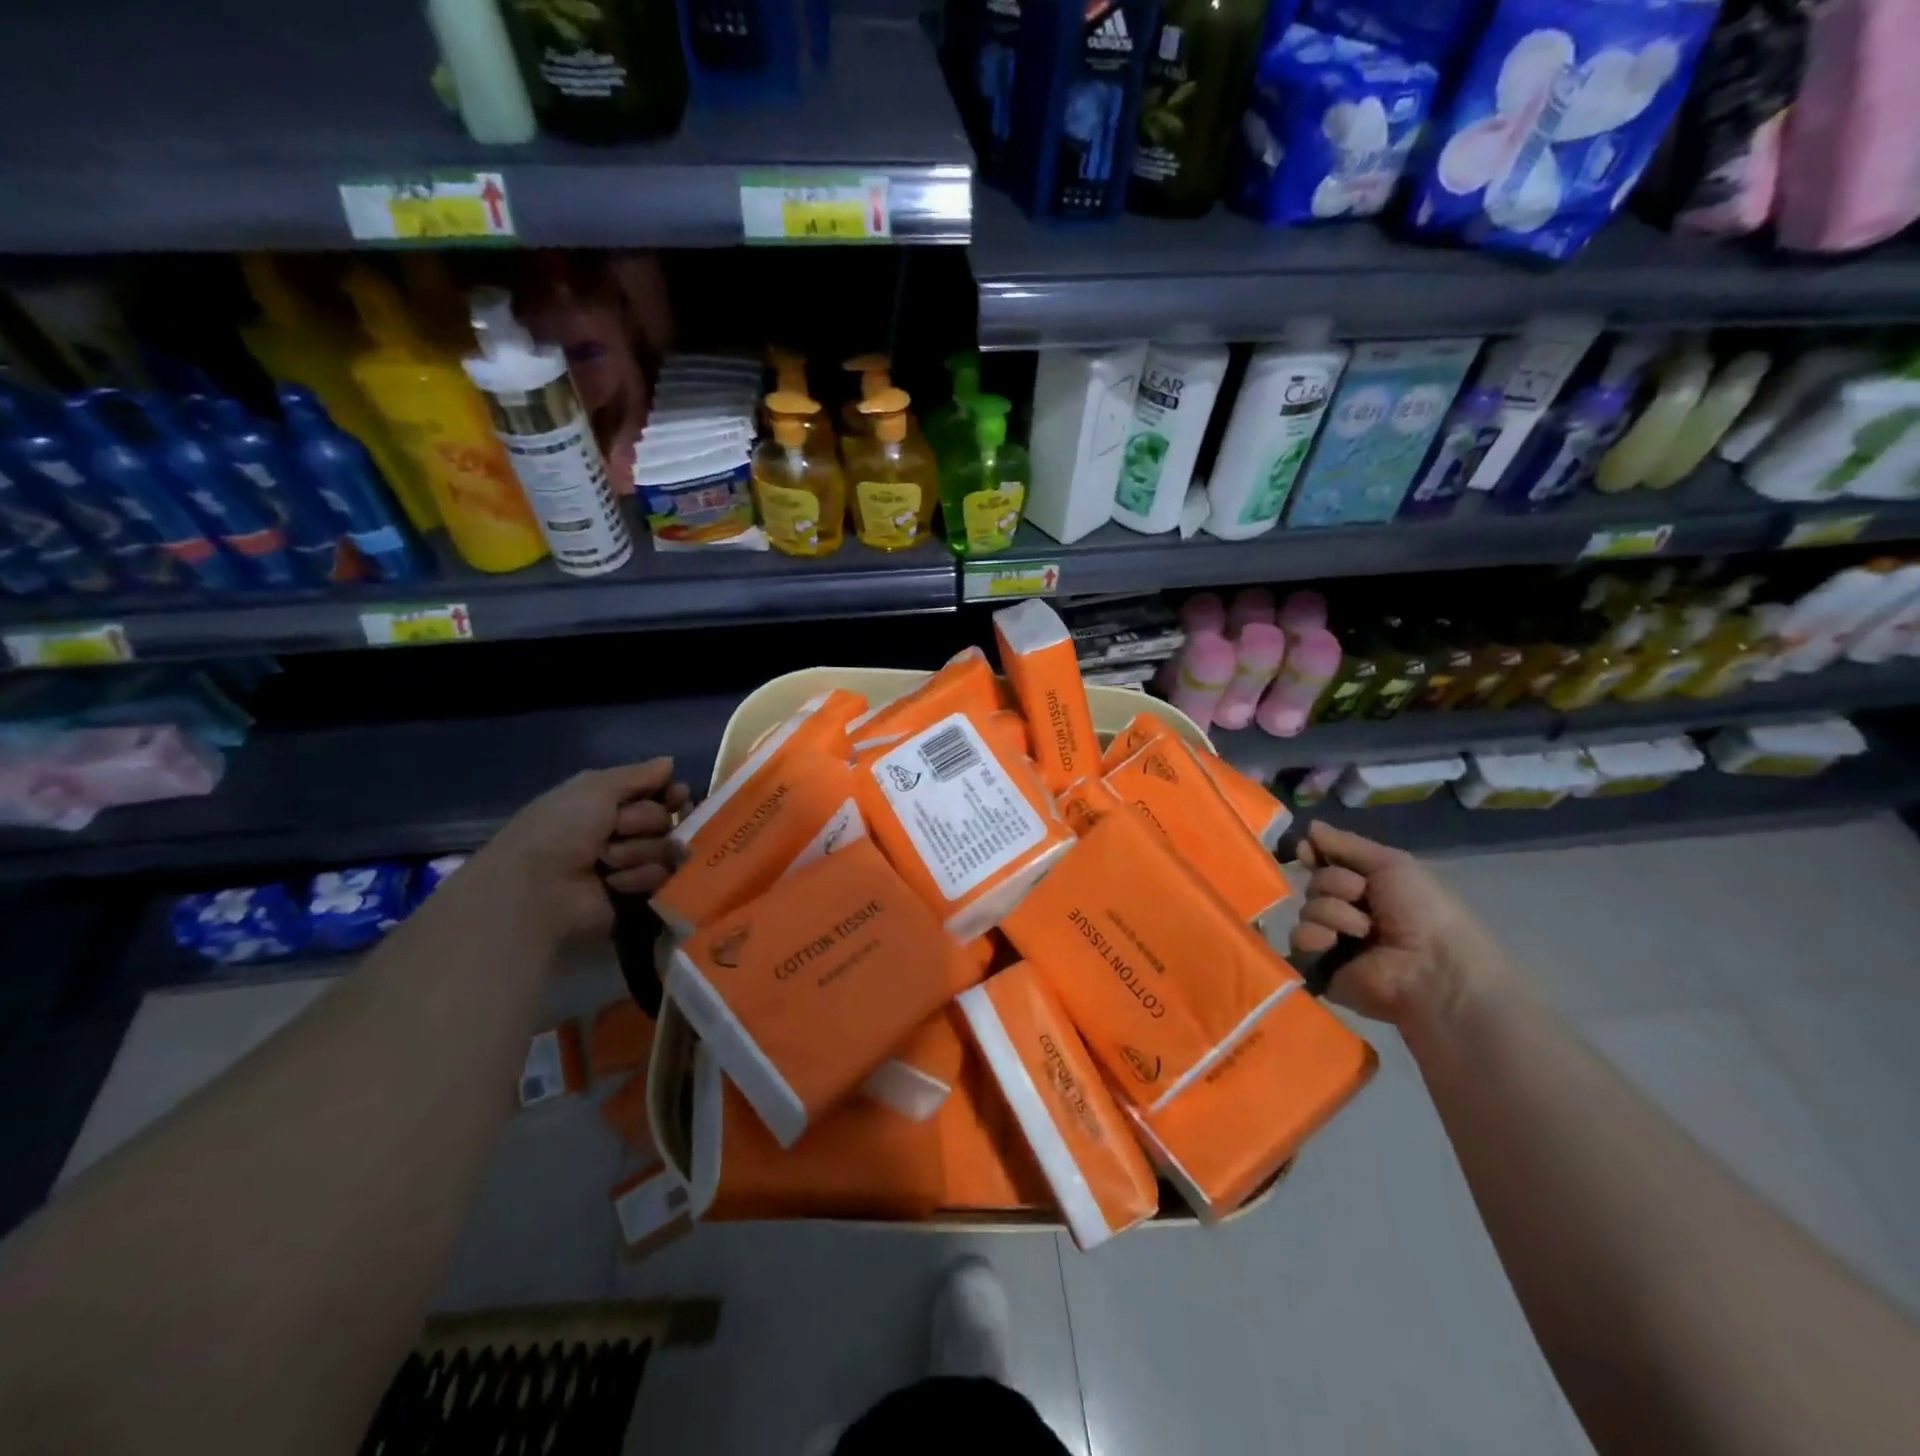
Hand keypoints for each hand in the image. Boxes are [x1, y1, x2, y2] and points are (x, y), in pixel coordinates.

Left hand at [477, 760, 690, 939]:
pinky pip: (660, 877)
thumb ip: (637, 775)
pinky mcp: (636, 894)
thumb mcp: (595, 788)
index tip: (677, 795)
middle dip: (646, 822)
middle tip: (619, 829)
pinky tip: (613, 882)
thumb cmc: (561, 829)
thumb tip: (670, 762)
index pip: (656, 792)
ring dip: (639, 851)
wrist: (539, 888)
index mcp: (606, 803)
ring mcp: (629, 864)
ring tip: (608, 861)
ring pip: (666, 848)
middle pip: (665, 819)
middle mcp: (620, 831)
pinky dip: (638, 876)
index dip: (670, 794)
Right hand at [1290, 821, 1502, 1027]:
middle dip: (1334, 884)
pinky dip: (1315, 936)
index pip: (1327, 865)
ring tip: (1362, 931)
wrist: (1431, 967)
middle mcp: (1348, 912)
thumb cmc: (1422, 910)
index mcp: (1369, 890)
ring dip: (1332, 913)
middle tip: (1361, 897)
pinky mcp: (1320, 967)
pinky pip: (1299, 940)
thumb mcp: (1391, 864)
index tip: (1307, 849)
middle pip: (1315, 884)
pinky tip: (1334, 943)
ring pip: (1308, 909)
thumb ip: (1346, 844)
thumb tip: (1310, 826)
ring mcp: (1333, 941)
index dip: (1315, 856)